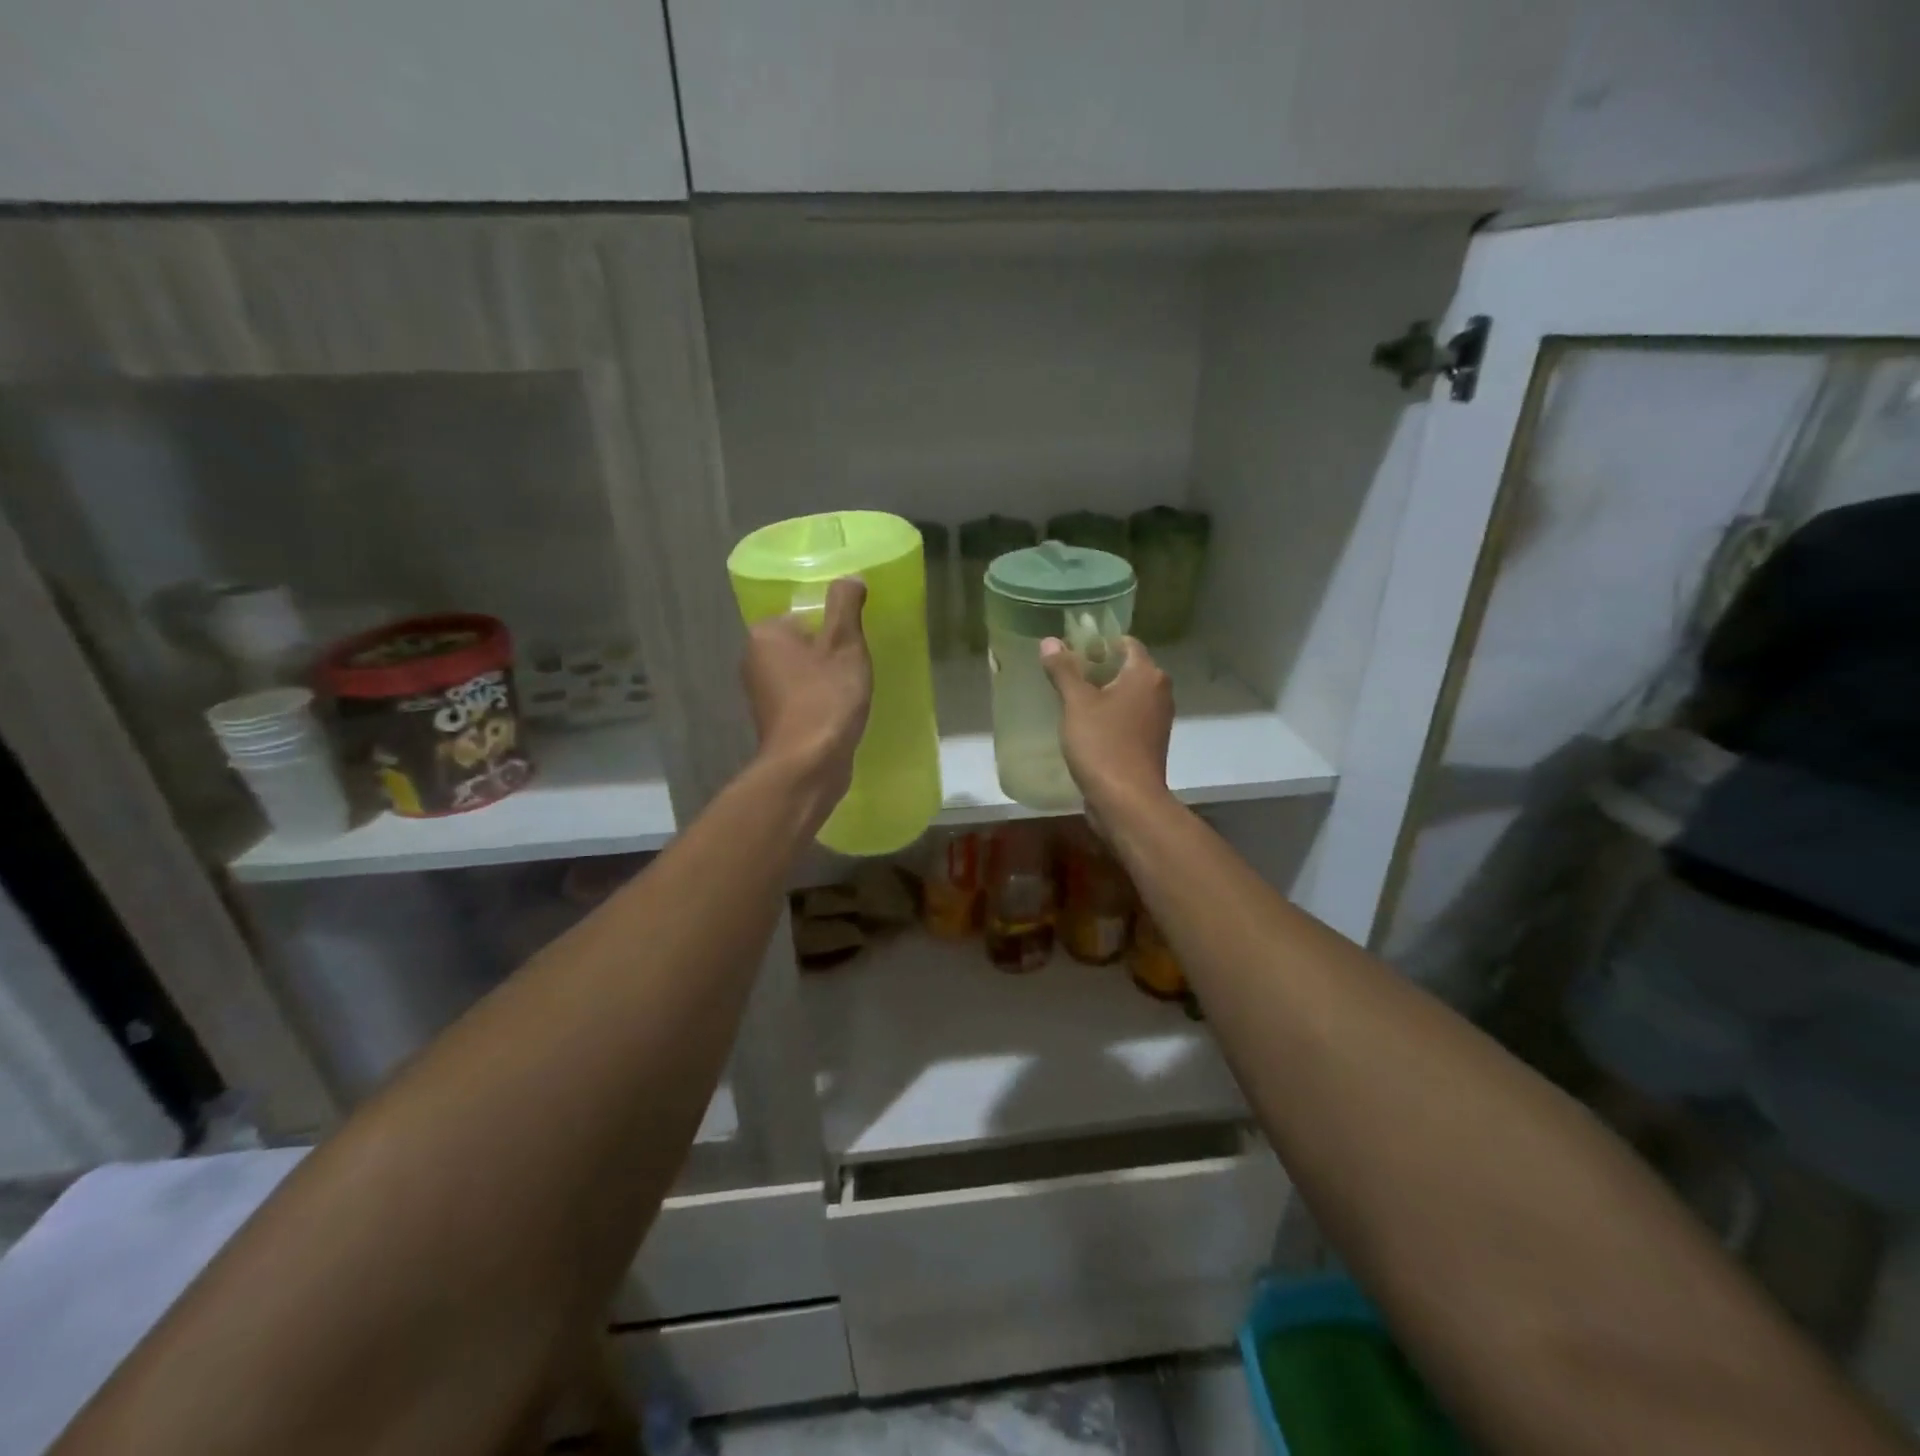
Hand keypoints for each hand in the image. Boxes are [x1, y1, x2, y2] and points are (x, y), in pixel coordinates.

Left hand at [742, 577, 872, 815]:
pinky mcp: (775, 722)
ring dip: (826, 678)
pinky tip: (841, 711)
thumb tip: (850, 577)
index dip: (833, 624)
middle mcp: (753, 660)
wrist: (809, 765)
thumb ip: (846, 606)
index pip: (802, 614)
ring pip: (802, 672)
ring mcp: (761, 694)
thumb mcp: (844, 644)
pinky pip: (802, 698)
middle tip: (858, 663)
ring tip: (853, 688)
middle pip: (802, 643)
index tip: (855, 640)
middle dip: (829, 651)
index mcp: (764, 634)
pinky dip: (820, 701)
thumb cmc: (826, 697)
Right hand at [1040, 635, 1172, 813]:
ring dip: (1103, 693)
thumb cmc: (1103, 744)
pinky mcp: (1150, 742)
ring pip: (1127, 694)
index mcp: (1146, 674)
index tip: (1071, 648)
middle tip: (1065, 672)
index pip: (1125, 643)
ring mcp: (1157, 719)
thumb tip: (1050, 641)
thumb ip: (1064, 670)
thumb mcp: (1076, 704)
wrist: (1127, 801)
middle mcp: (1159, 691)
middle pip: (1127, 668)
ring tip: (1071, 697)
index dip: (1099, 642)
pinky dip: (1110, 715)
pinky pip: (1128, 717)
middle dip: (1098, 667)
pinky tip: (1085, 725)